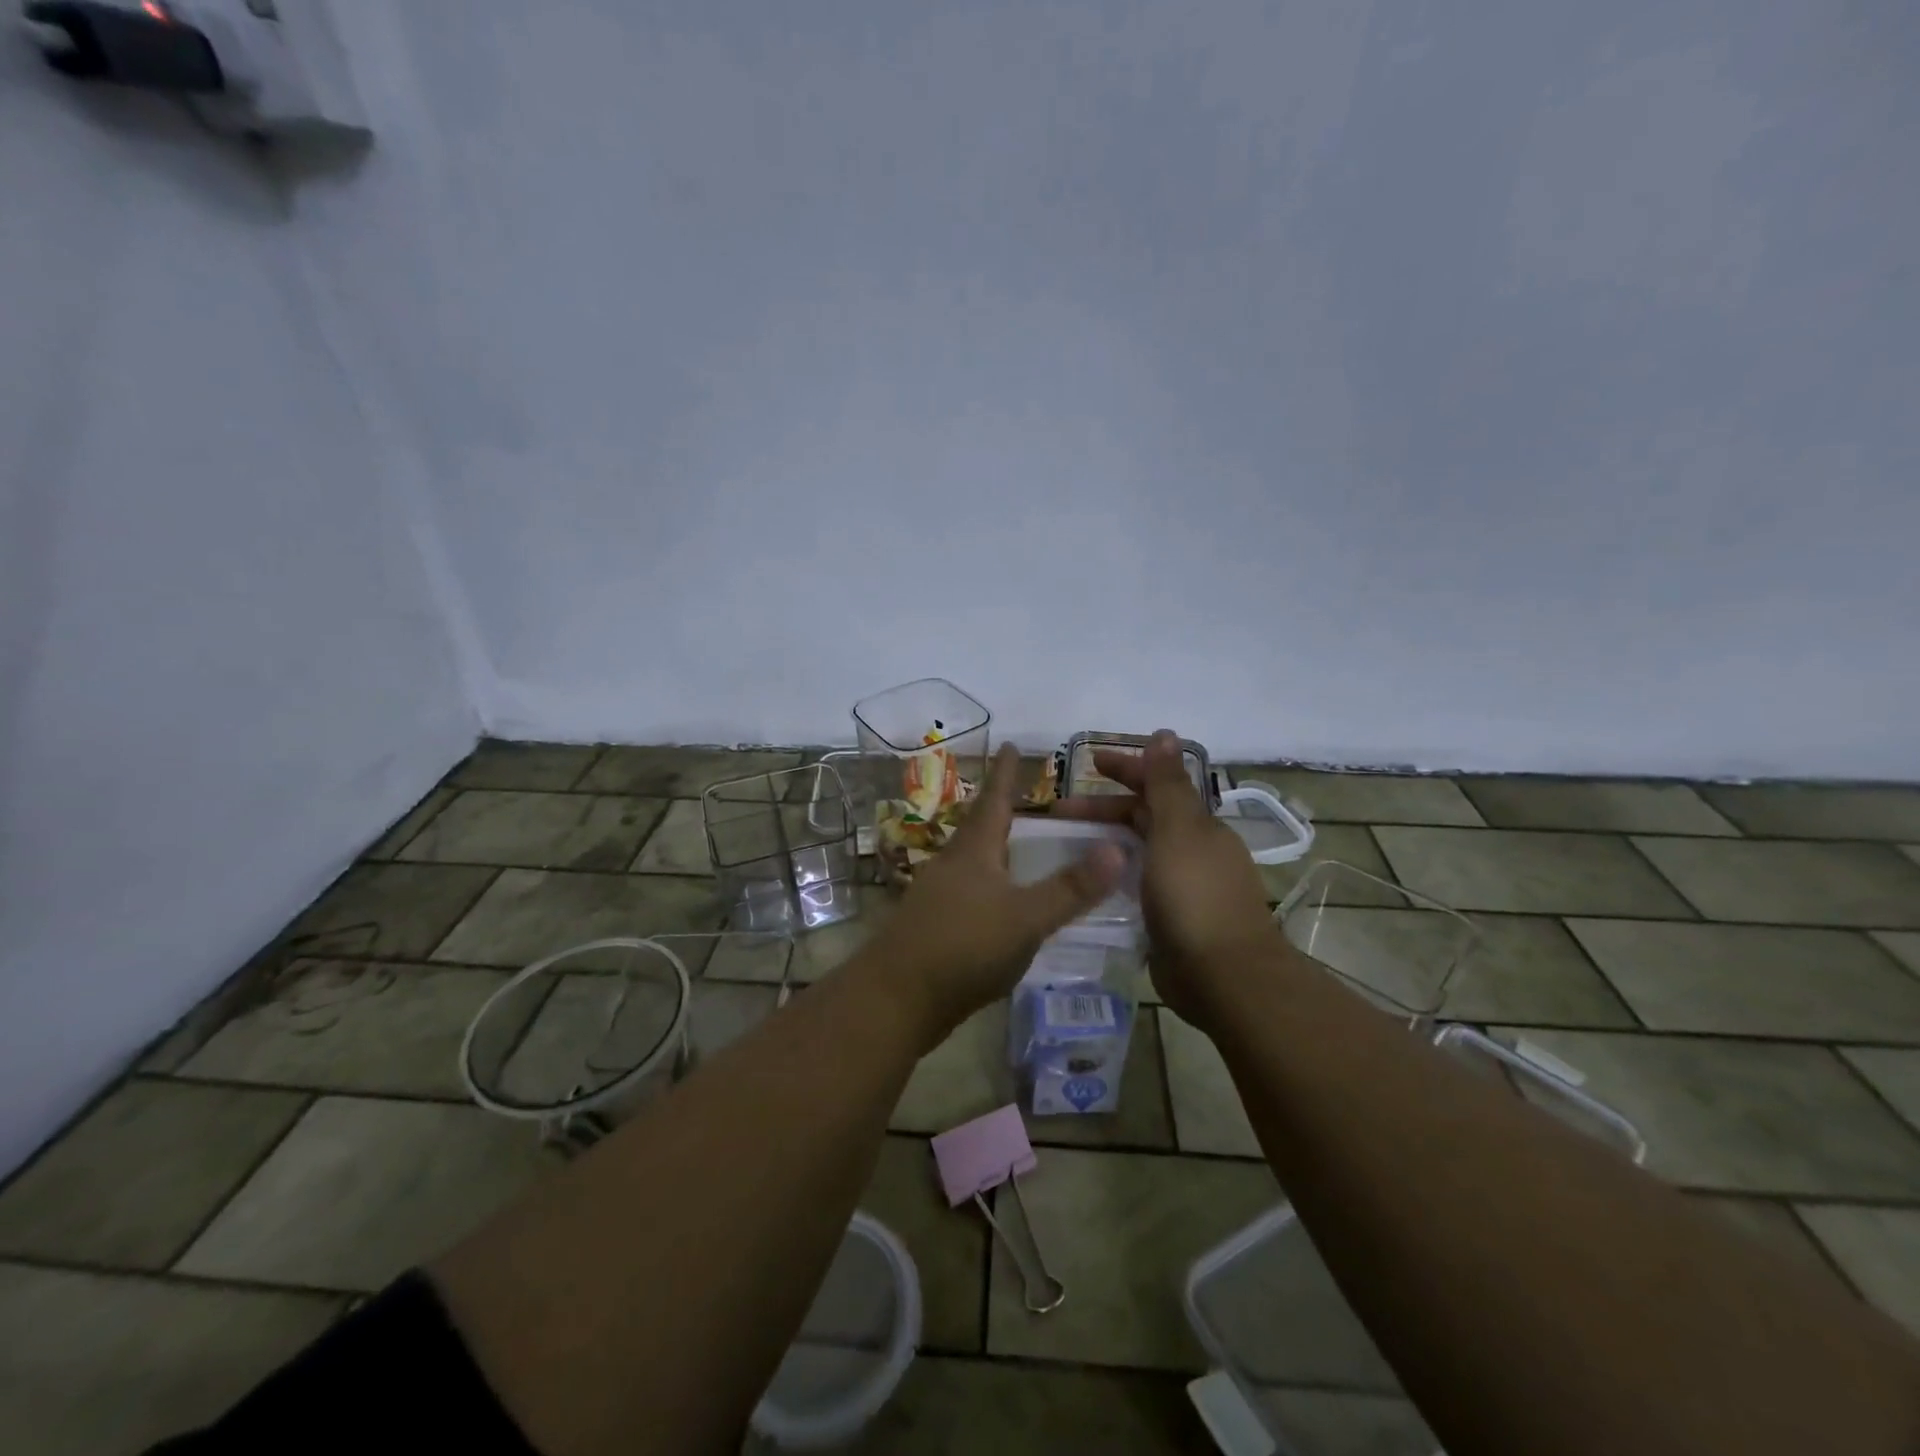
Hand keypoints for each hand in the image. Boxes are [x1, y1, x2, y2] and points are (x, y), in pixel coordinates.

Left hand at [867, 744, 1124, 1045]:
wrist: (896, 999)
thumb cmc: (963, 947)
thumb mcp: (1026, 918)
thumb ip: (1071, 888)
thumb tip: (1117, 848)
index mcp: (973, 851)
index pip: (994, 799)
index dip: (1005, 773)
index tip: (1009, 744)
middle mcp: (952, 864)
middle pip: (980, 829)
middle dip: (1002, 812)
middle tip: (1027, 801)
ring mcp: (937, 896)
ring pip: (973, 863)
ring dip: (996, 852)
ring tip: (1021, 851)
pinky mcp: (932, 926)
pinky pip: (969, 894)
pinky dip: (991, 889)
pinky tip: (1003, 907)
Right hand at [1052, 729, 1279, 1024]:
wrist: (1222, 975)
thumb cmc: (1195, 896)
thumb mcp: (1178, 831)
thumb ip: (1167, 784)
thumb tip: (1166, 733)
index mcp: (1197, 826)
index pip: (1157, 785)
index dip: (1125, 769)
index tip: (1088, 764)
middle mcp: (1192, 851)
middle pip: (1142, 818)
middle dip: (1102, 809)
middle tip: (1058, 815)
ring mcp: (1182, 886)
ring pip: (1137, 852)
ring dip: (1104, 842)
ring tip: (1064, 848)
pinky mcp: (1169, 919)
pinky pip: (1135, 886)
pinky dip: (1111, 876)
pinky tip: (1086, 883)